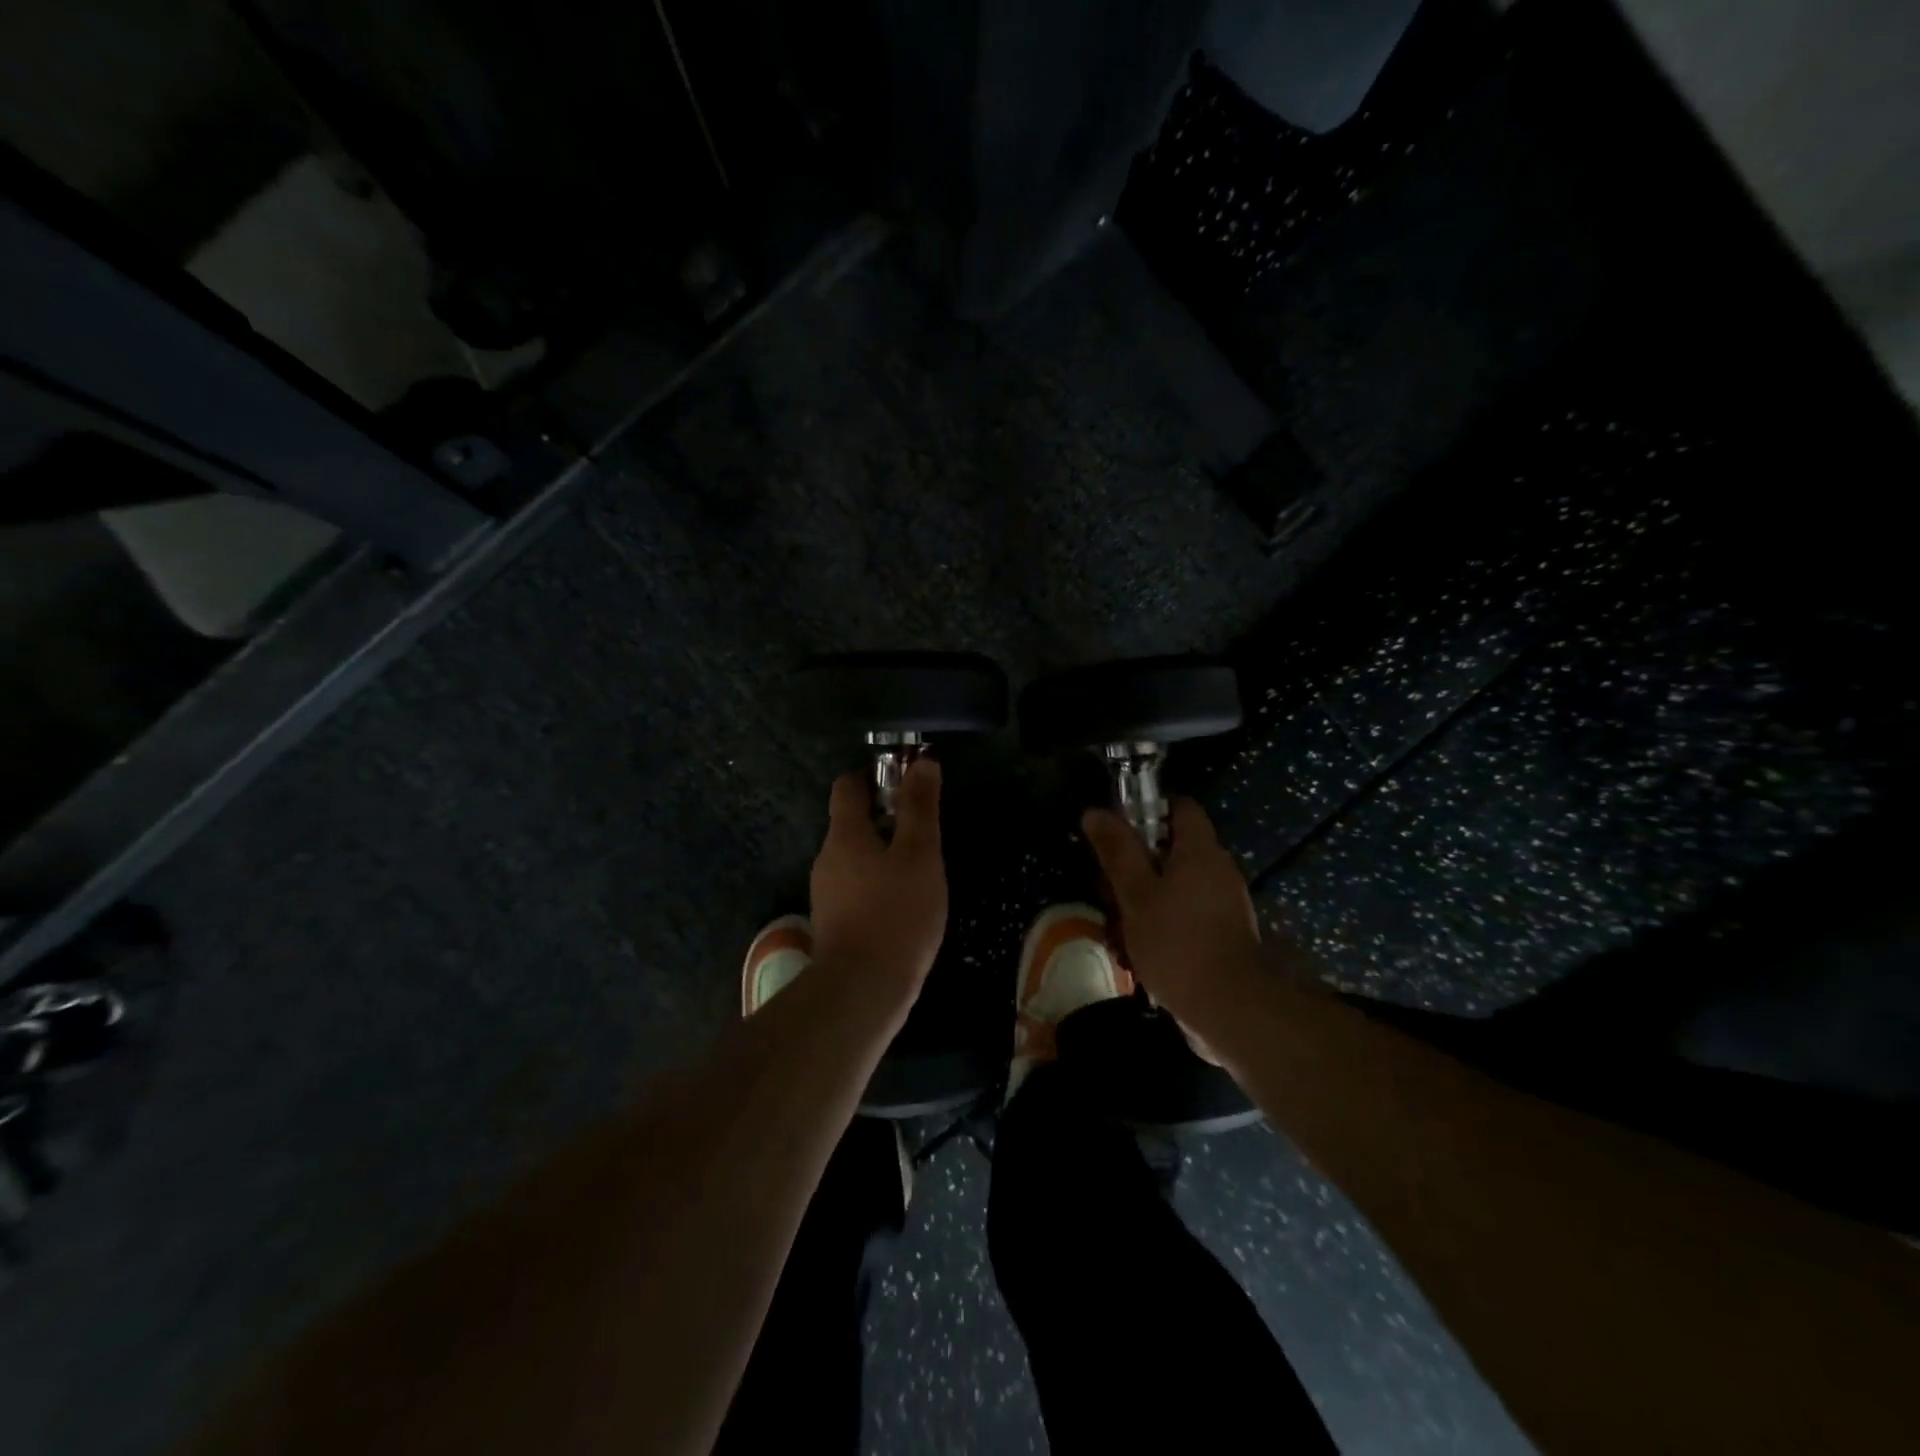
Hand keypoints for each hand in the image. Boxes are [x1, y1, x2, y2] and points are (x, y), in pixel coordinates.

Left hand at [810, 757, 947, 994]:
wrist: (863, 990)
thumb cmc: (897, 913)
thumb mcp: (920, 854)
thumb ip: (920, 808)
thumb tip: (922, 762)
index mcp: (844, 834)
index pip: (847, 786)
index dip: (875, 776)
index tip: (906, 783)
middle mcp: (827, 858)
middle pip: (852, 822)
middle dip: (886, 819)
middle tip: (924, 833)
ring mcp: (826, 893)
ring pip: (856, 857)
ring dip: (884, 855)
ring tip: (921, 872)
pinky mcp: (833, 922)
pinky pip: (856, 888)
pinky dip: (878, 885)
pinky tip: (904, 905)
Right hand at [1082, 798, 1263, 1026]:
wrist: (1230, 1008)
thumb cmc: (1177, 942)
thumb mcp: (1136, 894)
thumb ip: (1117, 852)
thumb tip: (1095, 812)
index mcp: (1201, 851)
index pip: (1180, 807)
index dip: (1149, 808)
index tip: (1119, 828)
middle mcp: (1219, 869)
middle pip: (1176, 849)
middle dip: (1140, 862)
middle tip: (1109, 884)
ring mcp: (1226, 904)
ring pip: (1178, 885)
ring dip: (1148, 897)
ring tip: (1118, 923)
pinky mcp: (1225, 935)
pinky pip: (1189, 914)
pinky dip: (1165, 922)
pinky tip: (1141, 949)